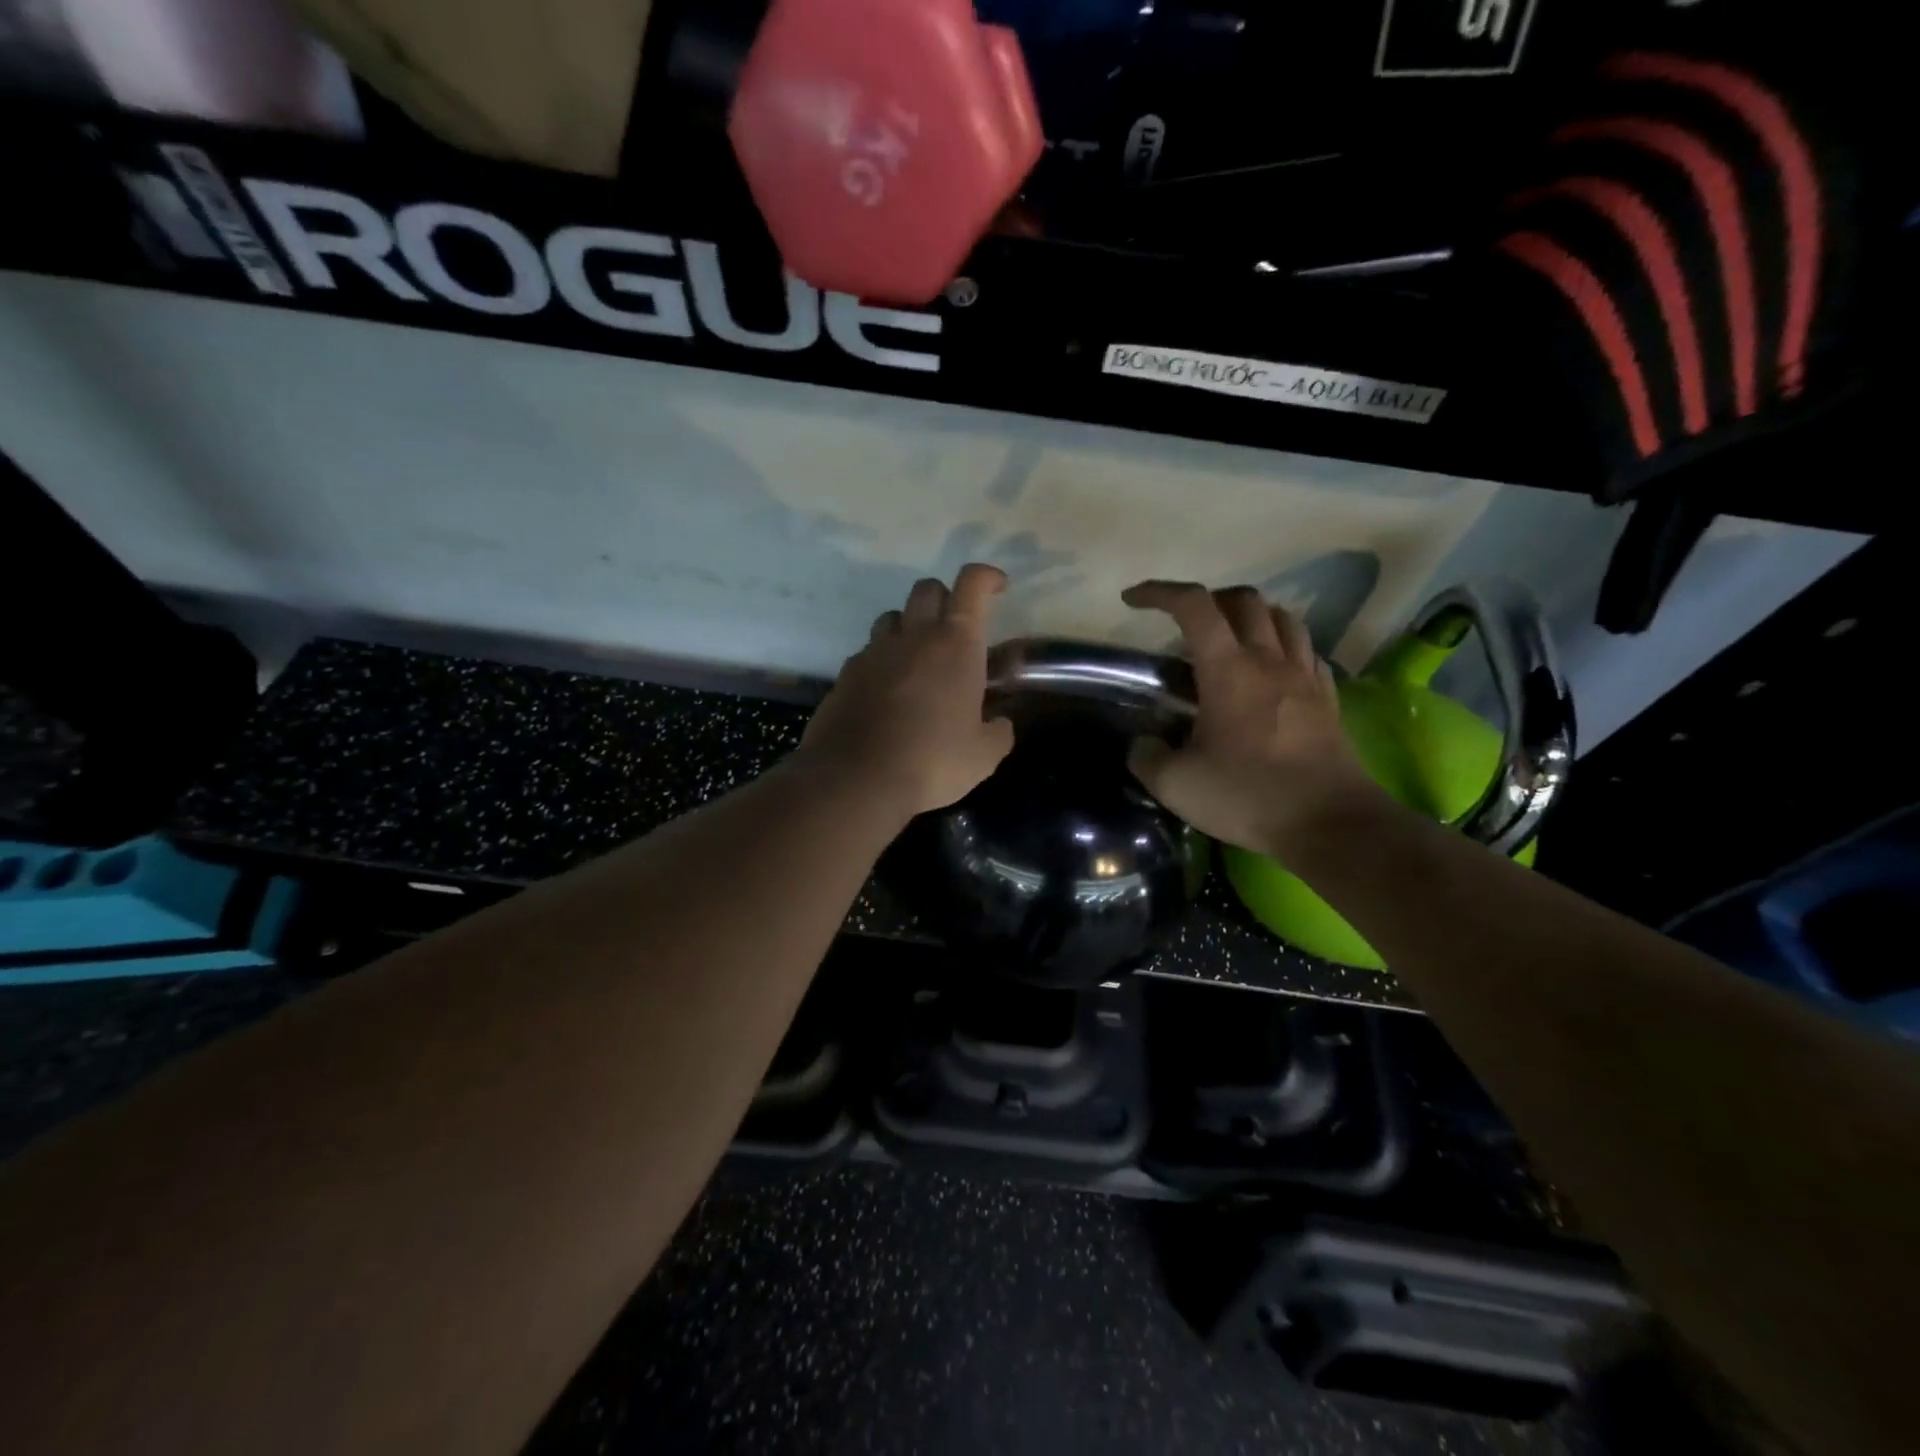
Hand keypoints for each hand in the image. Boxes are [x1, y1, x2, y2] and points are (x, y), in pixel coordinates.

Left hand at [799, 564, 1016, 819]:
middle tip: (955, 630)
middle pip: (927, 589)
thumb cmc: (932, 761)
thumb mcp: (984, 756)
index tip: (997, 588)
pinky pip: (868, 652)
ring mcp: (874, 652)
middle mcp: (913, 637)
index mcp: (955, 644)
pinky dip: (882, 661)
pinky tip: (887, 692)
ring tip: (919, 660)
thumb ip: (998, 732)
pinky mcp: (845, 674)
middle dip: (944, 599)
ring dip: (909, 627)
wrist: (855, 779)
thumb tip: (999, 723)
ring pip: (893, 617)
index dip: (986, 577)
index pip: (971, 584)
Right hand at [1122, 580, 1383, 855]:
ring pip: (1282, 618)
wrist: (1330, 823)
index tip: (1133, 601)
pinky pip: (1307, 652)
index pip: (1193, 606)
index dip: (1159, 592)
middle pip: (1243, 600)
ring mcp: (1305, 676)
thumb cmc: (1248, 796)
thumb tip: (1142, 744)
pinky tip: (1273, 671)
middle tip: (1185, 626)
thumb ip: (1147, 757)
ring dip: (1251, 616)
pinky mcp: (1328, 698)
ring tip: (1231, 640)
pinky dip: (1284, 647)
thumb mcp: (1177, 785)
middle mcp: (1269, 660)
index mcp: (1228, 669)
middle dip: (1208, 600)